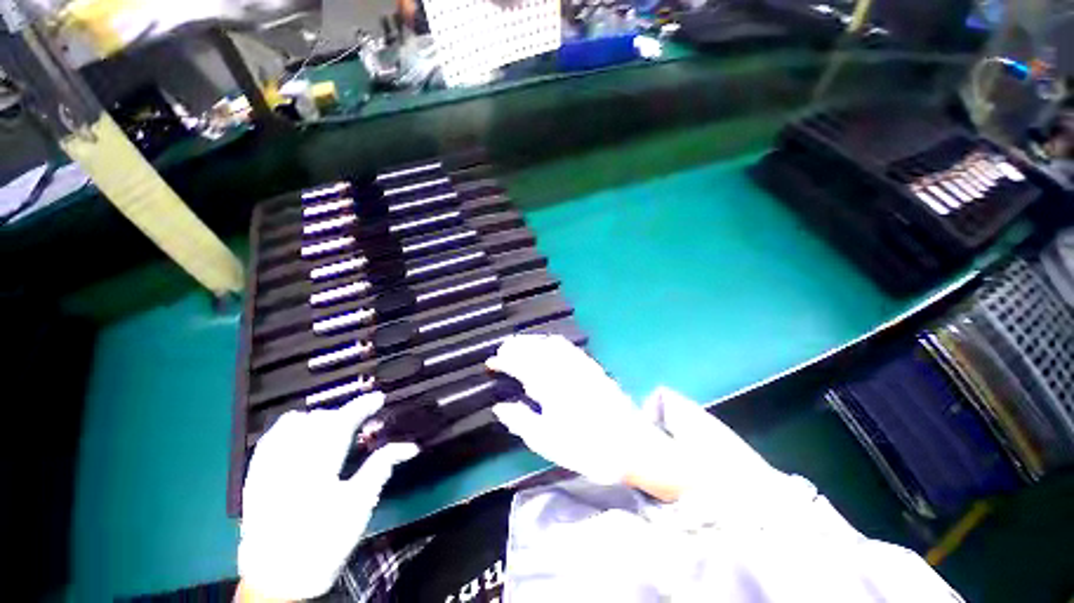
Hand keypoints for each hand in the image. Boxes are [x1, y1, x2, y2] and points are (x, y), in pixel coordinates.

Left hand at [238, 393, 417, 600]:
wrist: (278, 579)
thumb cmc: (323, 543)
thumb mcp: (358, 506)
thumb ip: (381, 468)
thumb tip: (409, 447)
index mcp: (318, 469)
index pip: (342, 423)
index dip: (363, 406)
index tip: (379, 398)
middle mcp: (290, 462)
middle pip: (319, 420)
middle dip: (344, 413)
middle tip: (362, 418)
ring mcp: (269, 468)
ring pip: (293, 424)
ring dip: (320, 417)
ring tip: (335, 423)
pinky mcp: (255, 476)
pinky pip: (269, 439)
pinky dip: (288, 426)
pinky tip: (298, 427)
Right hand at [486, 334, 672, 485]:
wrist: (633, 446)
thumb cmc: (588, 449)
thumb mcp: (549, 443)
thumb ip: (521, 422)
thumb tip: (499, 407)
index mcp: (551, 388)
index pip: (521, 365)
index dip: (504, 361)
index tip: (491, 362)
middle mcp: (564, 370)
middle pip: (536, 348)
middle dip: (516, 345)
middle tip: (503, 349)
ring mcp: (581, 365)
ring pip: (551, 343)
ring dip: (533, 341)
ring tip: (521, 344)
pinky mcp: (593, 366)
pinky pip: (568, 346)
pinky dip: (552, 342)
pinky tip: (548, 347)